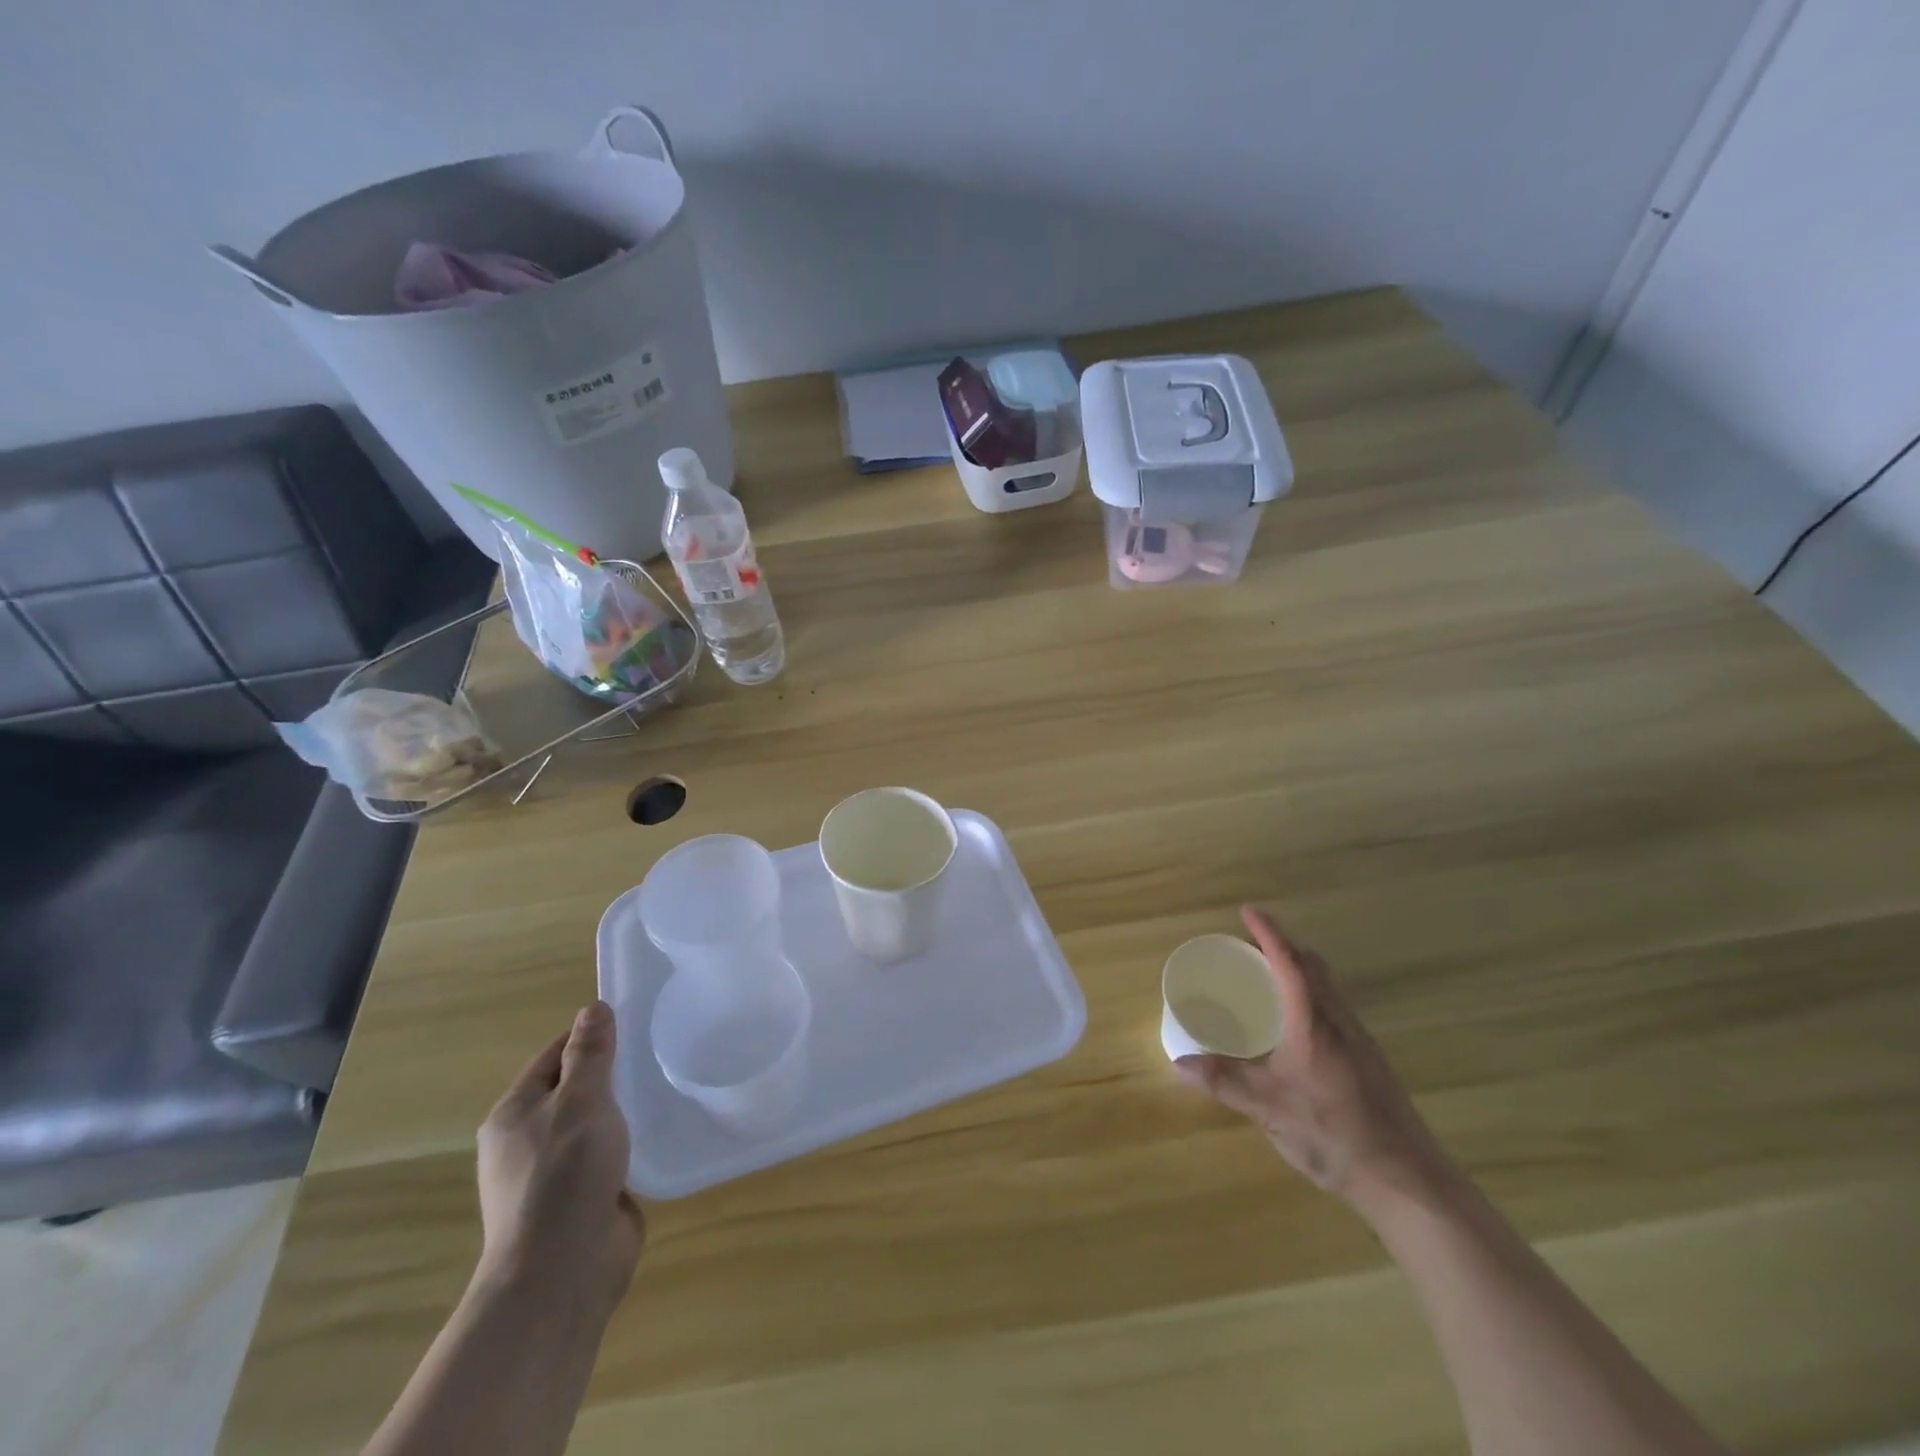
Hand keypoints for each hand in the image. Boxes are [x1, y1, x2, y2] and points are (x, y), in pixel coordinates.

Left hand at [476, 1002, 644, 1313]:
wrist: (562, 1274)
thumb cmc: (564, 1177)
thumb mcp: (581, 1103)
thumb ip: (590, 1056)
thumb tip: (593, 1009)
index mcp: (514, 1114)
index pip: (554, 1056)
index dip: (590, 1035)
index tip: (634, 1019)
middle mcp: (528, 1141)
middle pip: (574, 1089)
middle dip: (612, 1070)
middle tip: (657, 1050)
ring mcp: (555, 1173)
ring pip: (594, 1123)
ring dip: (624, 1108)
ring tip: (666, 1085)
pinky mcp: (583, 1198)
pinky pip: (609, 1155)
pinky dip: (631, 1141)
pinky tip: (662, 1129)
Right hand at [1175, 907, 1452, 1218]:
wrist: (1407, 1180)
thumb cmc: (1334, 1135)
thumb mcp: (1269, 1109)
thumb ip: (1224, 1082)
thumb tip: (1179, 1064)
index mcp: (1313, 1022)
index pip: (1289, 962)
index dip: (1268, 933)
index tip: (1247, 910)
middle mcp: (1339, 1021)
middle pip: (1313, 967)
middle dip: (1283, 947)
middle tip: (1250, 946)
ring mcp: (1360, 1041)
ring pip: (1329, 987)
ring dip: (1300, 970)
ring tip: (1268, 979)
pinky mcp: (1370, 1061)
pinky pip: (1335, 1008)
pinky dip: (1311, 996)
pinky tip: (1295, 1027)